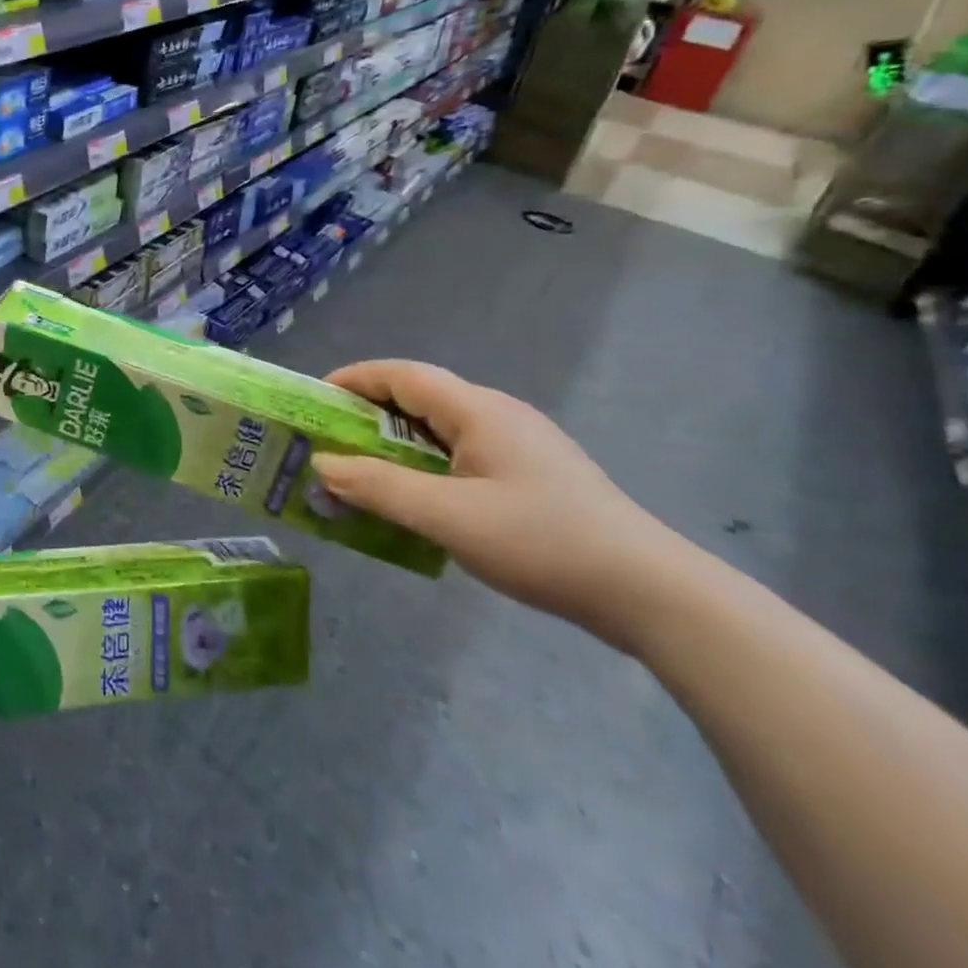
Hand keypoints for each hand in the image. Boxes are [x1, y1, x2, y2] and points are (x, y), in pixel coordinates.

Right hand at [314, 360, 701, 652]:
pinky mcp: (533, 473)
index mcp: (478, 410)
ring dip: (397, 444)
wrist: (652, 593)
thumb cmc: (541, 542)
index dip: (354, 379)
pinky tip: (420, 500)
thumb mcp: (448, 517)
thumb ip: (379, 488)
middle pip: (419, 398)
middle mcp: (498, 414)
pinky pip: (463, 454)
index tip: (314, 399)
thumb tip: (323, 464)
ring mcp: (520, 444)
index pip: (402, 374)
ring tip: (364, 474)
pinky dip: (426, 465)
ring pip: (441, 429)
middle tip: (331, 442)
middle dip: (368, 415)